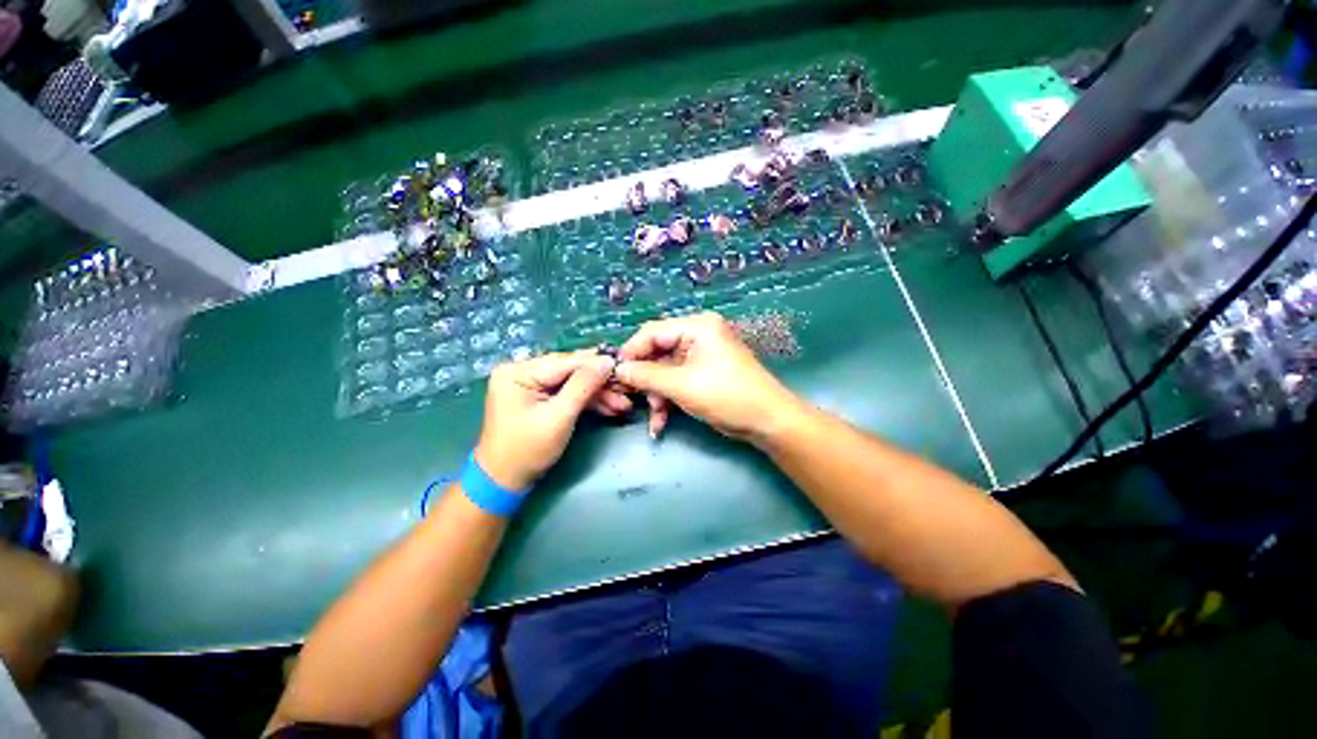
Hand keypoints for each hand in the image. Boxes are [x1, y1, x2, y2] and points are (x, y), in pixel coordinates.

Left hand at [474, 351, 613, 490]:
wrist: (504, 482)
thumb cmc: (527, 450)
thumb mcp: (559, 417)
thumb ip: (583, 386)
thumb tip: (607, 361)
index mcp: (518, 371)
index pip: (565, 361)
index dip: (596, 364)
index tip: (624, 366)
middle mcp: (523, 371)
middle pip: (571, 370)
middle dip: (600, 382)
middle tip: (626, 388)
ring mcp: (531, 384)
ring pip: (573, 382)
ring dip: (598, 394)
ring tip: (623, 403)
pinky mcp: (539, 397)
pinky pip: (568, 393)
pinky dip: (587, 401)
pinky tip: (610, 407)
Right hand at [614, 312, 804, 441]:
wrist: (768, 421)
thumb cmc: (726, 396)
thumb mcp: (682, 385)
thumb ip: (646, 375)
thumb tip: (618, 370)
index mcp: (696, 326)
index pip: (651, 332)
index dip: (631, 353)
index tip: (614, 375)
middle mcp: (697, 335)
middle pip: (657, 353)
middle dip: (645, 381)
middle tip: (631, 401)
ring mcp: (701, 355)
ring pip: (664, 372)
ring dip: (656, 396)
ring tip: (655, 420)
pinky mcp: (703, 373)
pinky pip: (676, 381)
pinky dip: (668, 400)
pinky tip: (661, 422)